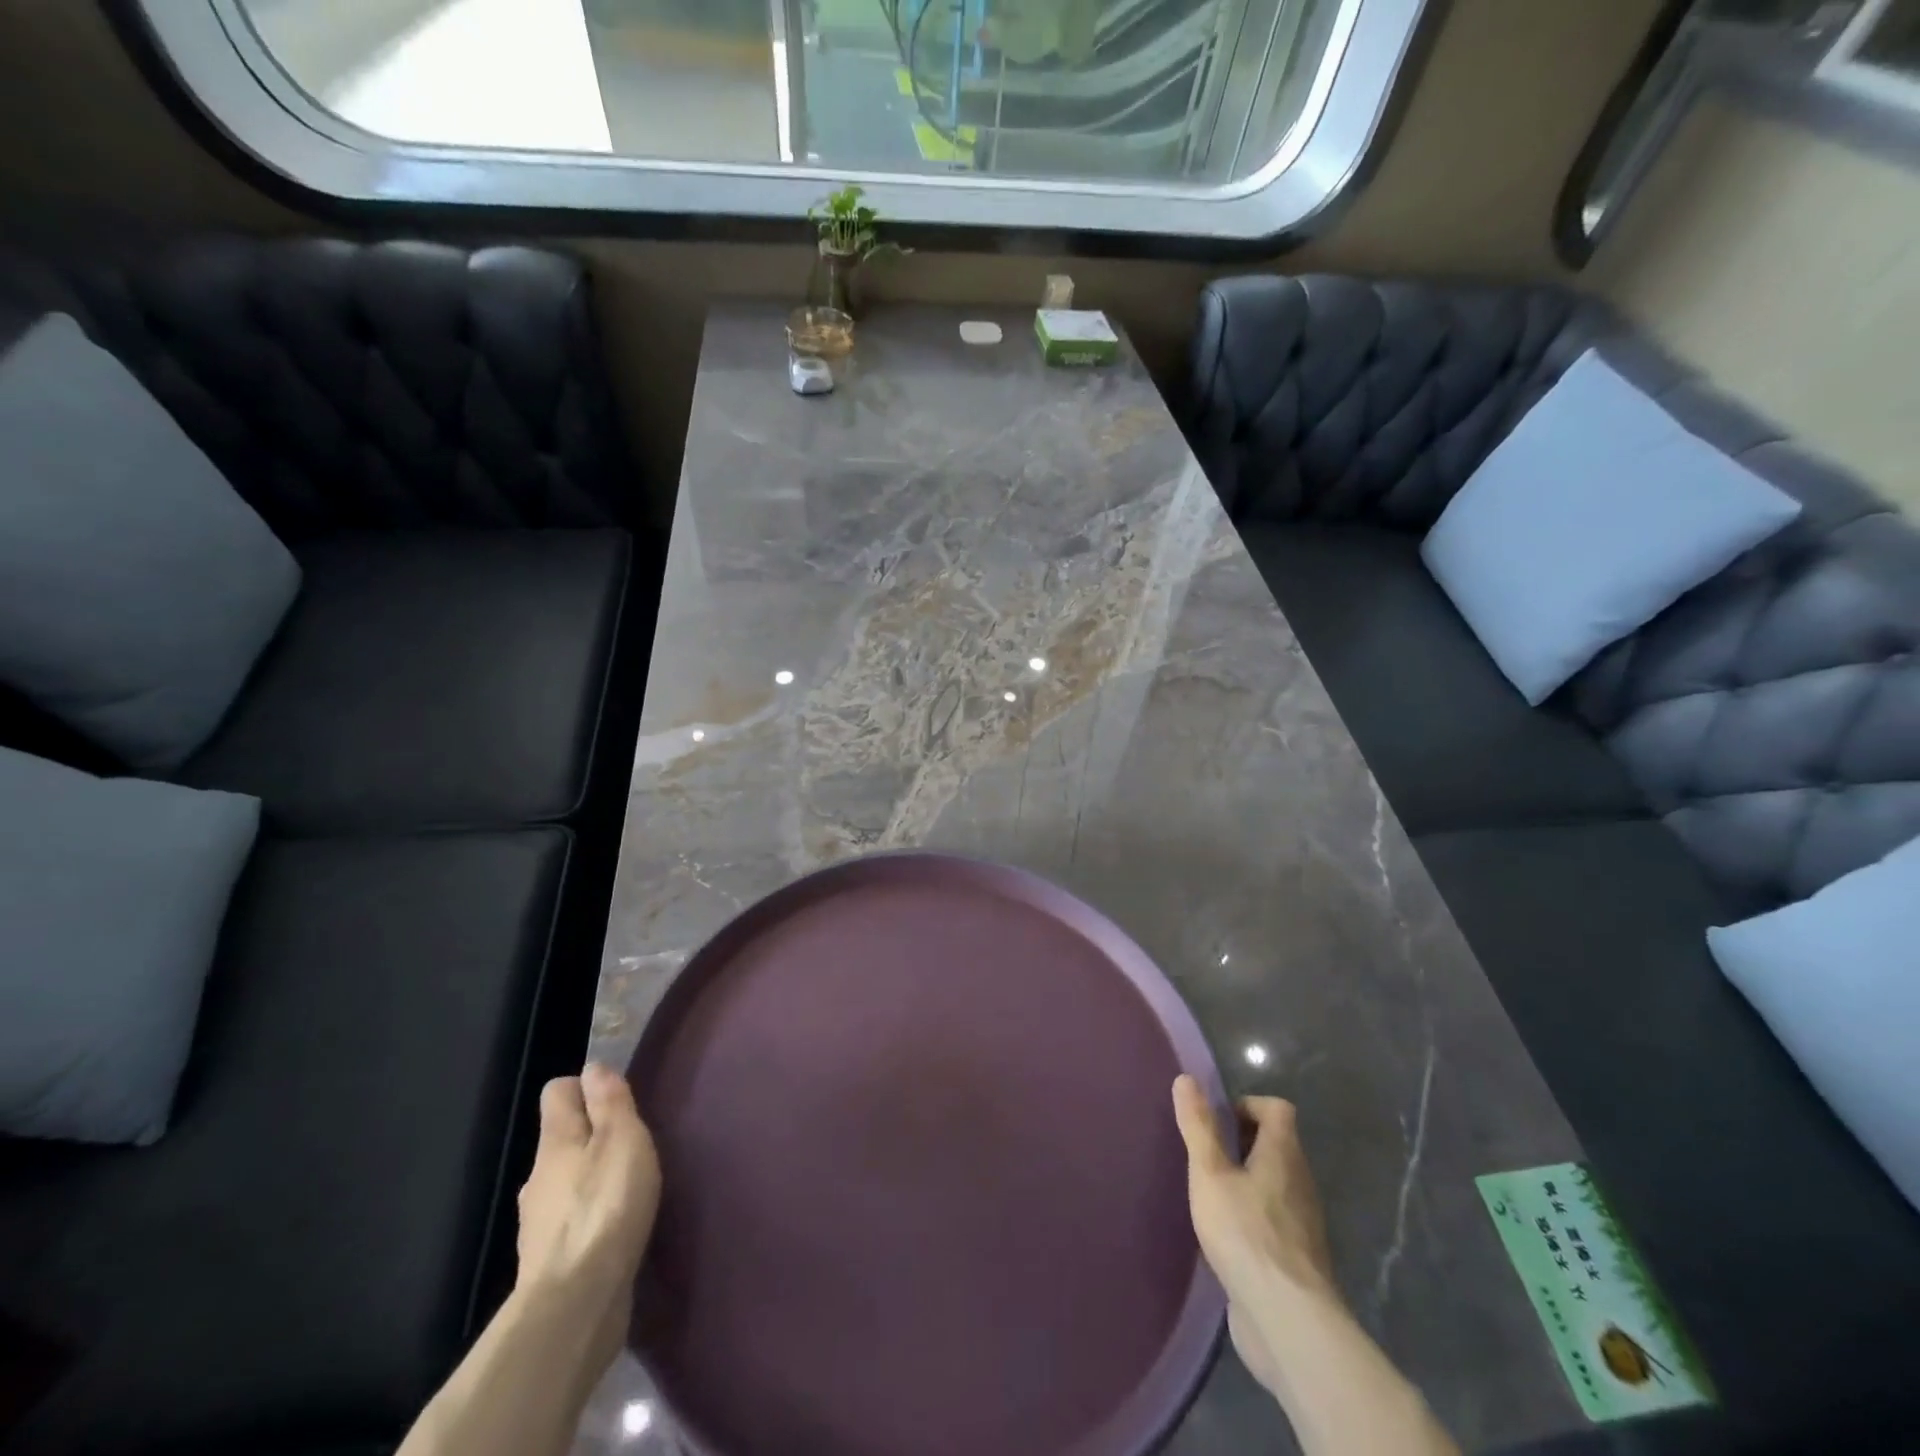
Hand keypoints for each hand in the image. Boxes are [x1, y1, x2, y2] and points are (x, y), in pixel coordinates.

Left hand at [516, 1063, 661, 1364]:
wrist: (576, 1305)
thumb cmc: (606, 1207)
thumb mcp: (621, 1139)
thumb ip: (609, 1102)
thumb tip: (593, 1068)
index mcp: (554, 1142)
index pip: (556, 1093)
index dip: (584, 1087)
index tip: (616, 1098)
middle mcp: (538, 1178)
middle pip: (561, 1140)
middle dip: (591, 1138)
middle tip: (630, 1145)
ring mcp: (539, 1225)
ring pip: (565, 1184)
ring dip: (589, 1182)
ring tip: (626, 1190)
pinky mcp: (551, 1265)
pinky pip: (570, 1225)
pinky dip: (589, 1221)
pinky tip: (613, 1232)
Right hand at [1172, 1075, 1339, 1395]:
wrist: (1288, 1322)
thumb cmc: (1245, 1234)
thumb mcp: (1210, 1173)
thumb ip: (1198, 1127)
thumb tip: (1186, 1079)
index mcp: (1284, 1154)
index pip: (1278, 1109)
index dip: (1248, 1105)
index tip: (1217, 1122)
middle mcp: (1300, 1182)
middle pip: (1278, 1145)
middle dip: (1243, 1142)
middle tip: (1207, 1155)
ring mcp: (1303, 1223)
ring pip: (1277, 1184)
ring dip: (1248, 1180)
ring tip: (1211, 1193)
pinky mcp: (1297, 1259)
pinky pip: (1275, 1220)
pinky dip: (1253, 1215)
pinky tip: (1226, 1236)